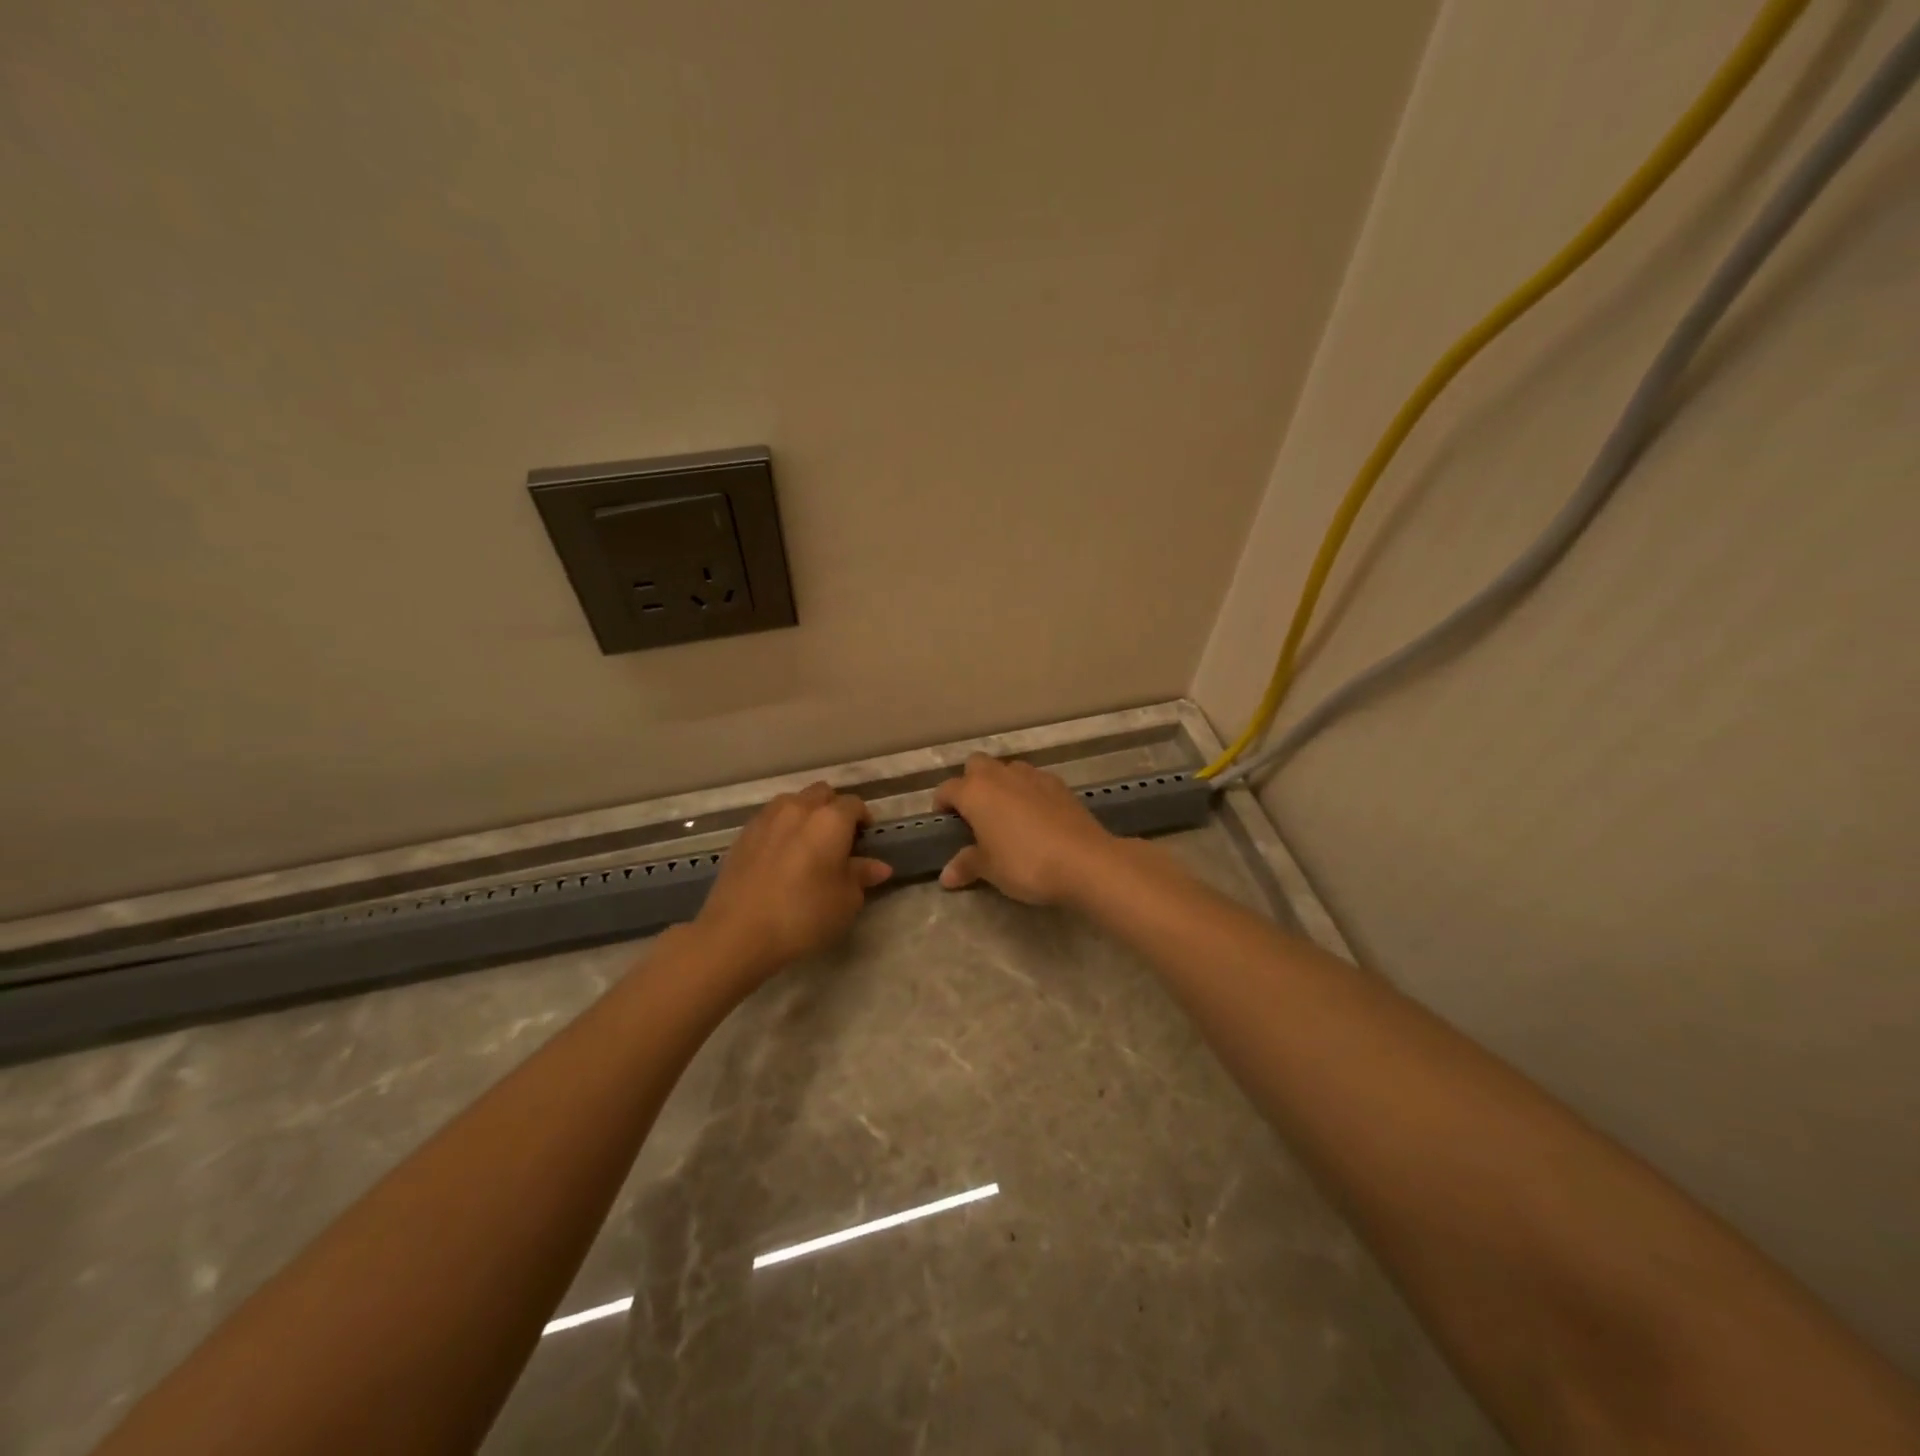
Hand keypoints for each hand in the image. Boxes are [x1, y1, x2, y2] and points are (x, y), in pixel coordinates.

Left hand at [693, 783, 891, 978]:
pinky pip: (769, 819)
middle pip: (822, 793)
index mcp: (830, 820)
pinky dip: (781, 828)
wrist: (738, 932)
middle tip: (838, 838)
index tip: (865, 840)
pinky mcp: (743, 835)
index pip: (854, 804)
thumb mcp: (846, 900)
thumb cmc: (804, 914)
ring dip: (805, 813)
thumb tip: (879, 866)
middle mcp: (798, 808)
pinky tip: (780, 855)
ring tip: (806, 843)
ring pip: (792, 801)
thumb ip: (862, 876)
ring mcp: (766, 818)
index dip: (863, 819)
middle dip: (834, 808)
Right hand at [932, 755, 1115, 905]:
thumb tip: (946, 876)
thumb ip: (967, 865)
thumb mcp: (990, 869)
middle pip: (976, 765)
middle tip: (975, 813)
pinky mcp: (1059, 784)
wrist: (1083, 860)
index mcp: (975, 792)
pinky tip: (1035, 816)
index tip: (944, 822)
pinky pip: (1034, 780)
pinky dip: (1028, 791)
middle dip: (971, 782)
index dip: (941, 804)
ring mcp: (1033, 776)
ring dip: (1001, 784)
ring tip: (1006, 814)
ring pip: (1007, 769)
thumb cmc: (1025, 863)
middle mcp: (1001, 775)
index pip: (947, 789)